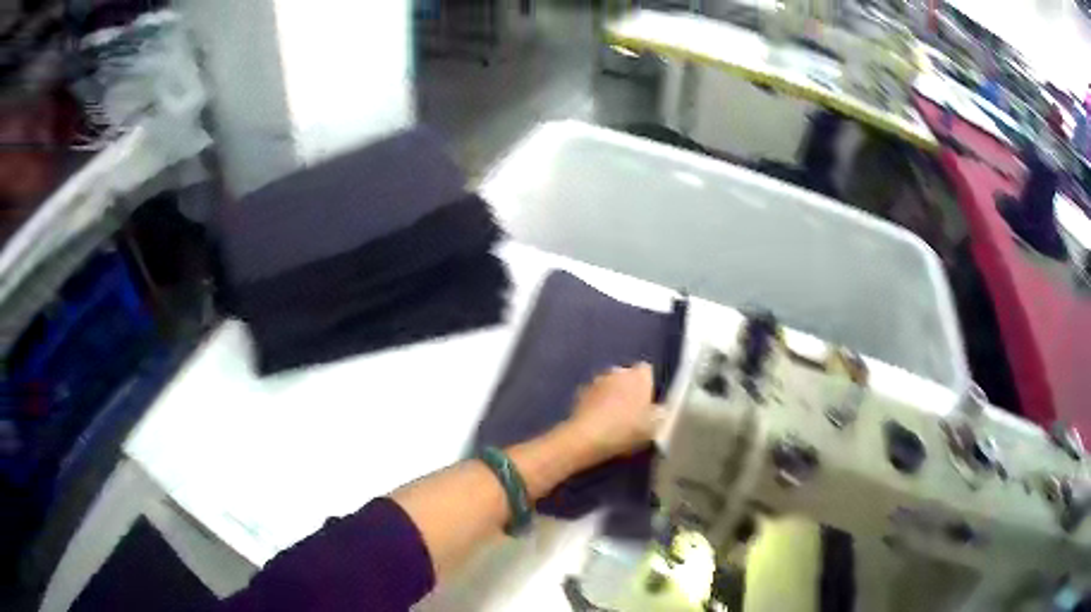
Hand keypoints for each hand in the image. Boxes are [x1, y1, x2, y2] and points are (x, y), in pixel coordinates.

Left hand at [564, 363, 660, 464]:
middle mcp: (617, 371)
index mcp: (638, 376)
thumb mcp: (653, 427)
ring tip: (613, 417)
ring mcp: (596, 380)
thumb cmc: (626, 429)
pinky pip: (593, 395)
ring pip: (608, 384)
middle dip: (628, 388)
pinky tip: (597, 421)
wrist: (587, 436)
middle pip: (626, 376)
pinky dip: (595, 404)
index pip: (647, 371)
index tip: (648, 401)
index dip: (648, 385)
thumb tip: (659, 409)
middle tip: (631, 410)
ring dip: (610, 395)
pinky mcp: (579, 392)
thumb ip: (659, 414)